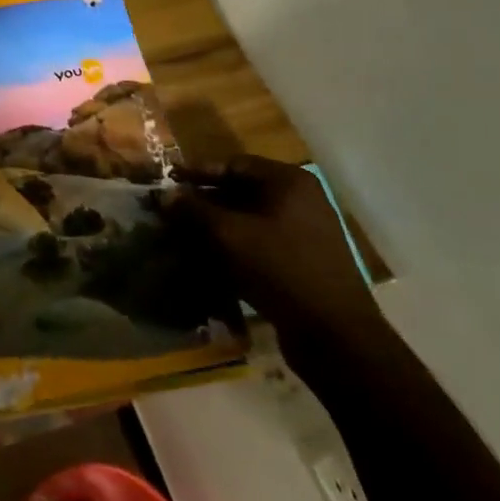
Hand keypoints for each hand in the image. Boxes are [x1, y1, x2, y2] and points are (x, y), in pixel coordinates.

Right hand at [171, 154, 381, 340]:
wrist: (334, 335)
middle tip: (171, 211)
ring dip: (216, 227)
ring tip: (182, 236)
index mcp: (289, 182)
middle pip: (242, 192)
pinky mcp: (302, 262)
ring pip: (249, 220)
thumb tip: (165, 195)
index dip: (199, 172)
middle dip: (205, 202)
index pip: (235, 165)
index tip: (169, 180)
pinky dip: (234, 247)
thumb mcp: (230, 235)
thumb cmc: (281, 269)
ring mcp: (304, 233)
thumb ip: (194, 210)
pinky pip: (260, 244)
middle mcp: (300, 201)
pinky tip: (208, 260)